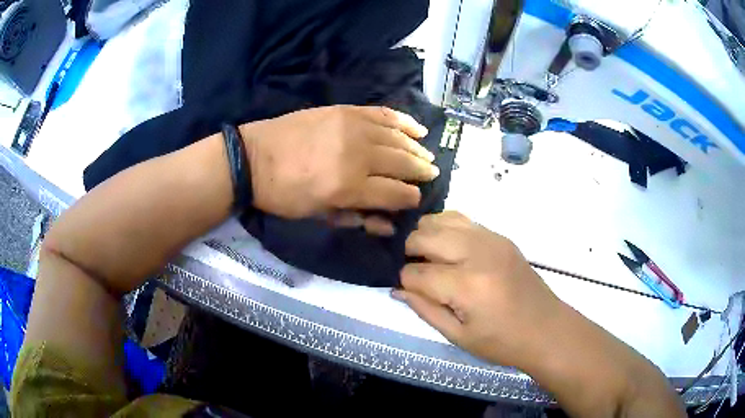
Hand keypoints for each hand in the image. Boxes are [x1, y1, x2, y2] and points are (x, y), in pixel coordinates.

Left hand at [240, 106, 438, 231]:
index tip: (417, 199)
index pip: (396, 194)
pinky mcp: (345, 110)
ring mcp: (353, 127)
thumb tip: (388, 225)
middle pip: (403, 163)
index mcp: (349, 187)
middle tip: (432, 174)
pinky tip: (417, 128)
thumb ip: (357, 218)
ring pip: (398, 138)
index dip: (411, 198)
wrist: (253, 157)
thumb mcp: (317, 216)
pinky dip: (404, 120)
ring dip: (417, 148)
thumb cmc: (283, 194)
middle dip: (422, 171)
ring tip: (427, 155)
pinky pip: (384, 113)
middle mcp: (358, 155)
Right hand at [394, 211, 561, 368]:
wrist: (546, 328)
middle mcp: (477, 253)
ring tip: (428, 257)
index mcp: (466, 286)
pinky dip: (446, 228)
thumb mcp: (458, 336)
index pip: (415, 273)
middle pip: (423, 236)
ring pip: (440, 219)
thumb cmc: (502, 342)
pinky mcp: (500, 236)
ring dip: (426, 235)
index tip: (407, 290)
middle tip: (415, 272)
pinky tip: (448, 247)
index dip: (403, 282)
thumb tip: (397, 289)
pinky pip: (462, 219)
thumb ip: (425, 310)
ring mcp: (491, 239)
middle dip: (409, 252)